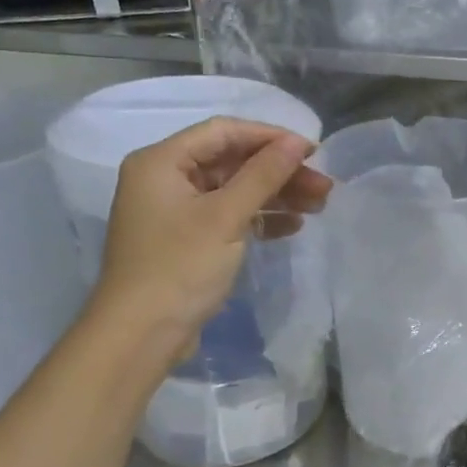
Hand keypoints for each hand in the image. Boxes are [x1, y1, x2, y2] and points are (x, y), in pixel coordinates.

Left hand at [89, 117, 331, 357]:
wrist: (142, 334)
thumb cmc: (180, 267)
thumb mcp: (226, 216)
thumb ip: (263, 175)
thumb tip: (298, 143)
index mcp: (161, 162)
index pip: (224, 132)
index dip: (270, 137)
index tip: (313, 151)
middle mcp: (166, 179)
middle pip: (232, 161)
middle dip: (280, 171)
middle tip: (324, 186)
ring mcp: (177, 211)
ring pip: (235, 189)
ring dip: (276, 195)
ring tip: (319, 206)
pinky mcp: (189, 239)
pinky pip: (230, 215)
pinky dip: (260, 218)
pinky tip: (292, 226)